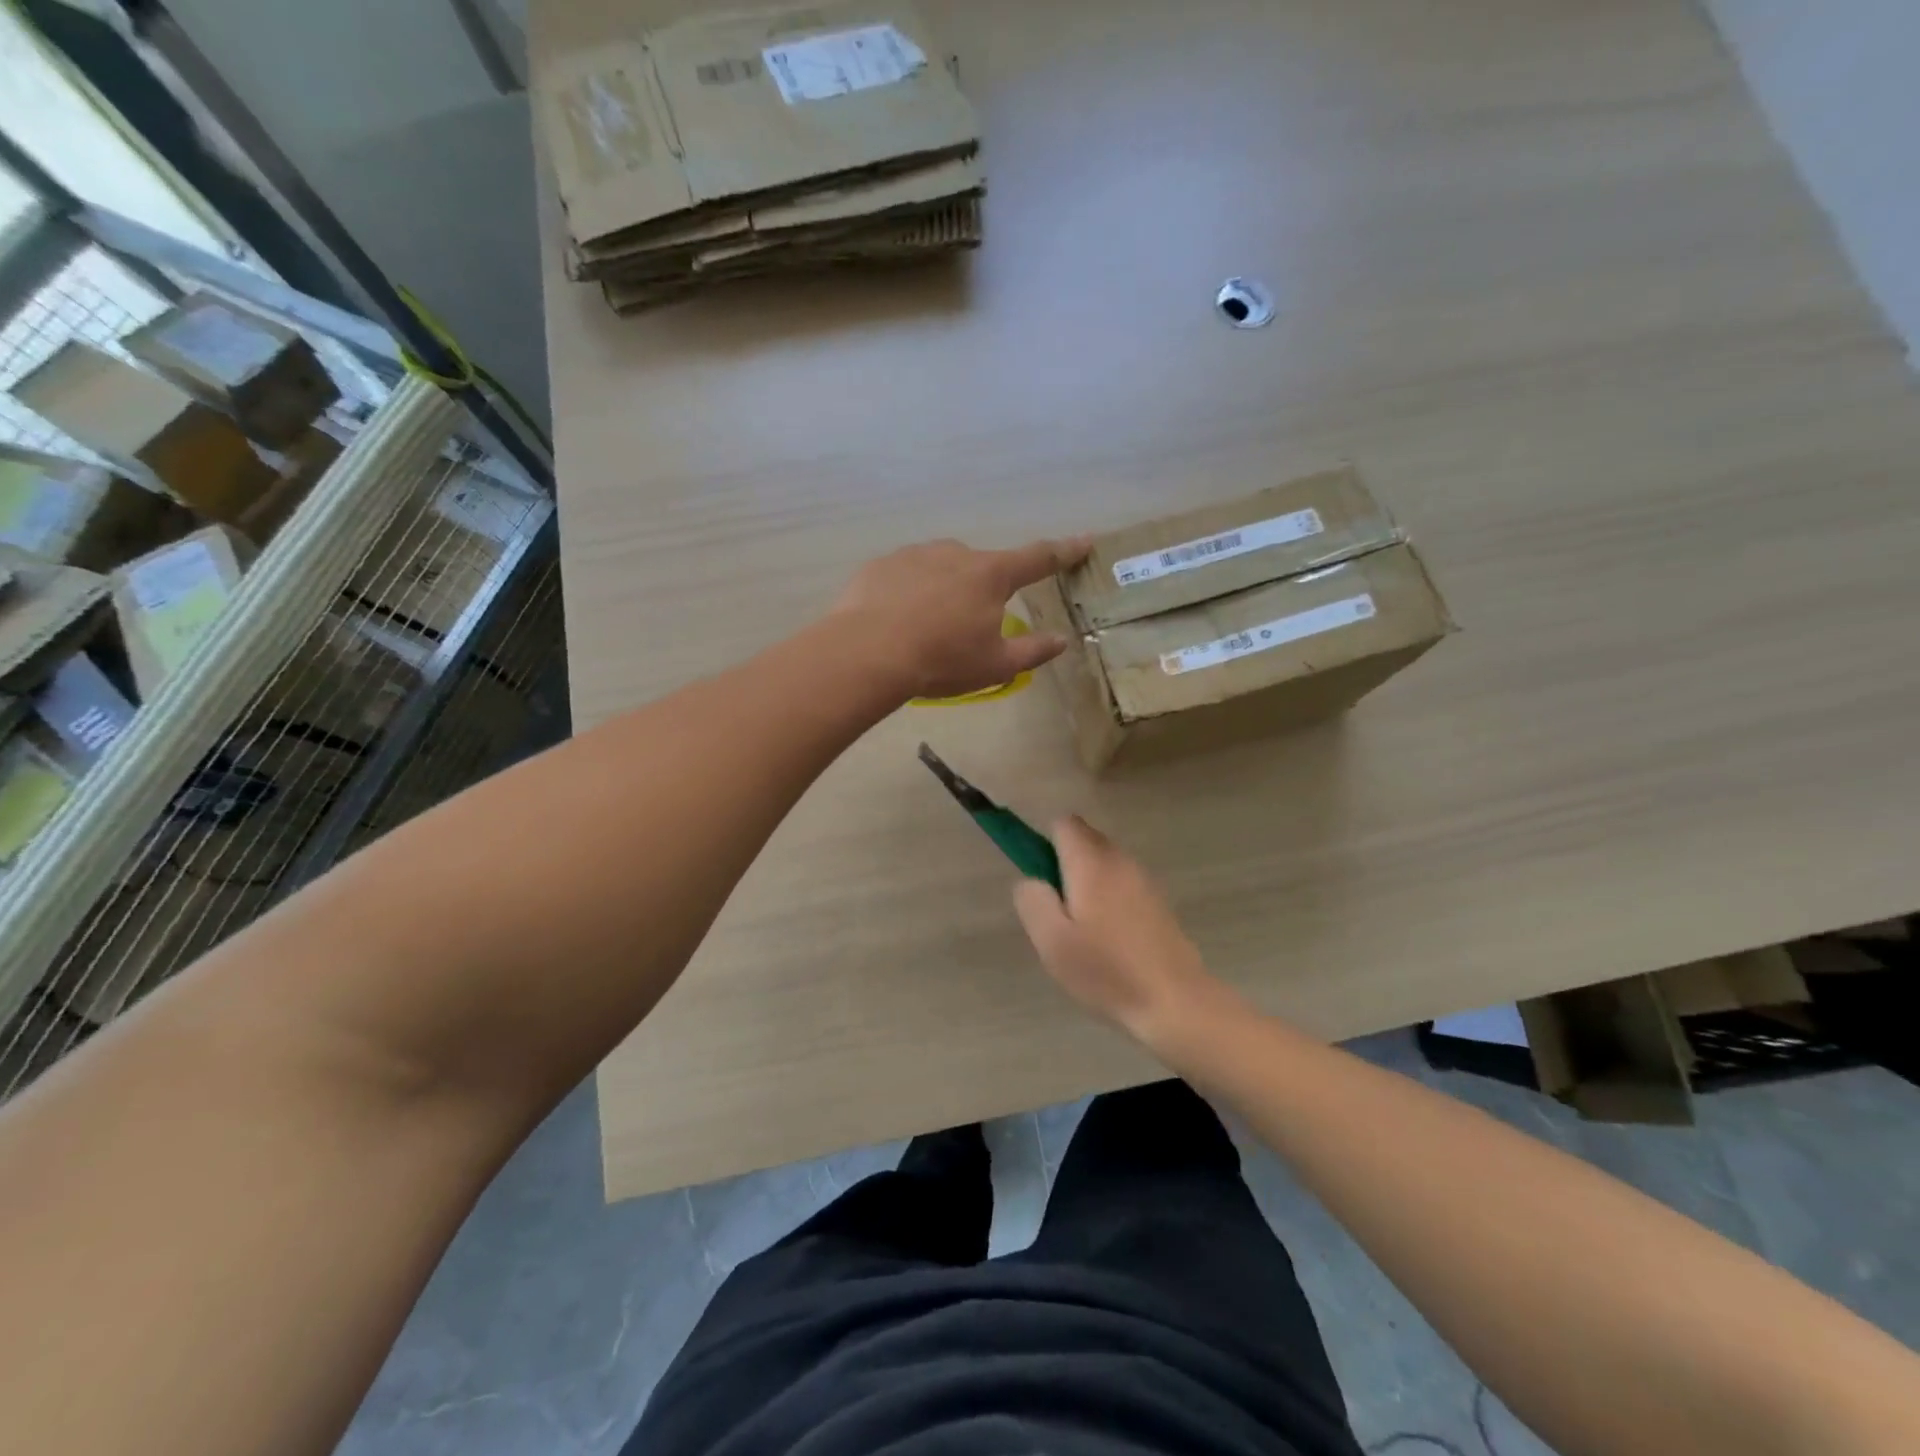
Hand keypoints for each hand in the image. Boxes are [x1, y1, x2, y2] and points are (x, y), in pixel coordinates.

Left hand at [833, 536, 1090, 700]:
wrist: (867, 652)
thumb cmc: (941, 660)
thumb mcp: (994, 665)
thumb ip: (1033, 651)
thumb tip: (1062, 641)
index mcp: (991, 574)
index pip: (1038, 558)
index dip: (1064, 551)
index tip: (1084, 540)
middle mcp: (956, 553)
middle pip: (982, 569)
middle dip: (981, 592)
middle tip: (965, 631)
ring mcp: (915, 554)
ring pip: (941, 570)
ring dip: (942, 592)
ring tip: (925, 631)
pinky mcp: (882, 564)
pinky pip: (906, 576)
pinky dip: (909, 594)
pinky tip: (896, 623)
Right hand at [1013, 817, 1236, 1045]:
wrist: (1176, 1002)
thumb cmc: (1107, 972)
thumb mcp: (1052, 941)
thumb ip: (1033, 900)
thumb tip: (1031, 879)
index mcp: (1091, 863)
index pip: (1063, 823)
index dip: (1044, 844)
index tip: (1040, 881)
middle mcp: (1119, 860)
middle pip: (1084, 840)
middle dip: (1064, 865)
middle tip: (1058, 914)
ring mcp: (1143, 879)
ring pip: (1103, 863)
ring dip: (1086, 884)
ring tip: (1083, 933)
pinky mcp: (1158, 901)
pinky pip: (1121, 883)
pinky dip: (1108, 898)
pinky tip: (1110, 941)